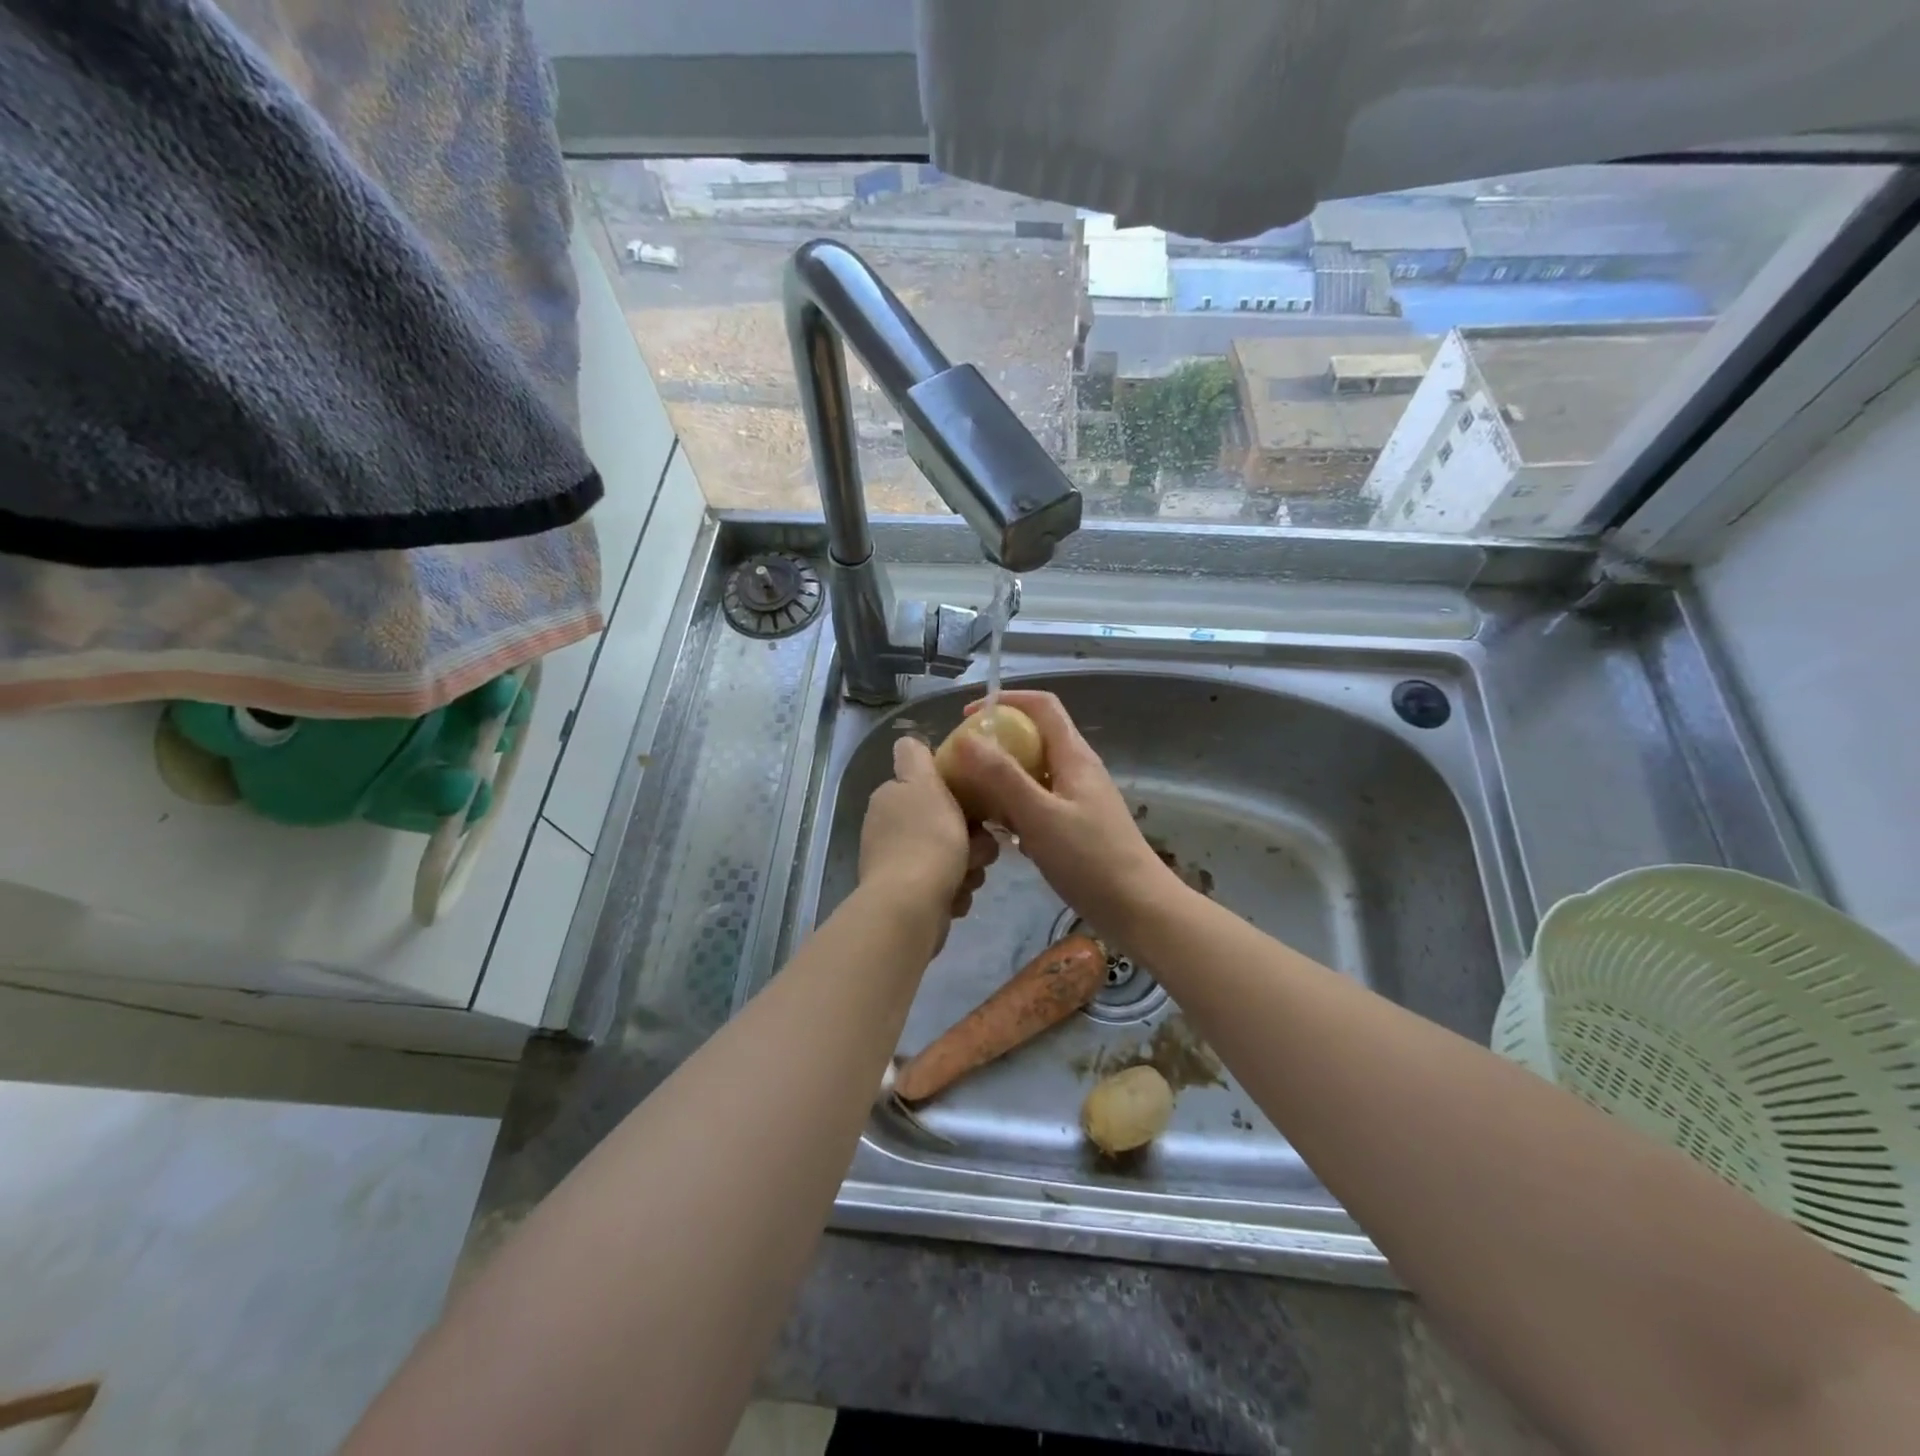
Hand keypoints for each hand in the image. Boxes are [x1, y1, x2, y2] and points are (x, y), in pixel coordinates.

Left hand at [859, 736, 997, 921]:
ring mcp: (896, 865)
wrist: (911, 906)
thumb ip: (915, 757)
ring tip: (967, 876)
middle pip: (945, 825)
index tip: (975, 807)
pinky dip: (954, 891)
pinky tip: (955, 897)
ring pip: (950, 857)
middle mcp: (888, 830)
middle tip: (979, 848)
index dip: (957, 796)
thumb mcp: (924, 784)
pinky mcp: (907, 897)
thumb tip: (907, 742)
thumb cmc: (927, 840)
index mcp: (891, 799)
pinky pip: (944, 886)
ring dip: (967, 867)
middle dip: (969, 839)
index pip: (930, 789)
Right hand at [952, 690, 1180, 949]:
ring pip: (1032, 773)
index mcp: (1074, 756)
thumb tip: (966, 738)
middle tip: (960, 764)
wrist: (1138, 909)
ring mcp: (1077, 798)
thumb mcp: (1040, 815)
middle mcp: (1077, 769)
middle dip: (995, 743)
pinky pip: (1037, 802)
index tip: (967, 716)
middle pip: (1033, 738)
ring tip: (968, 796)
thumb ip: (1002, 776)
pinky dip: (1013, 806)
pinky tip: (995, 830)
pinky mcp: (1075, 825)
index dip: (1005, 700)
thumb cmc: (1090, 859)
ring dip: (1001, 777)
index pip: (1042, 706)